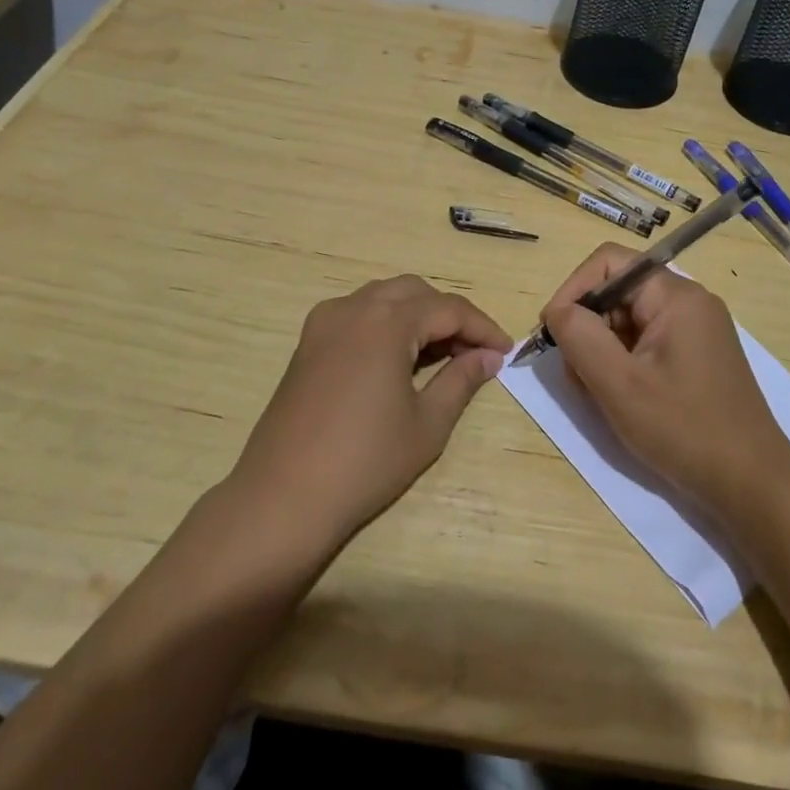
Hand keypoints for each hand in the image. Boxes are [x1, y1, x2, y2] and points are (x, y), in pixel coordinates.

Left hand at [228, 275, 509, 552]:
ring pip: (383, 298)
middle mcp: (353, 308)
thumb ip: (461, 380)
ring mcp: (324, 323)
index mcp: (386, 321)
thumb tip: (489, 357)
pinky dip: (386, 323)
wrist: (284, 497)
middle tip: (474, 352)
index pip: (448, 308)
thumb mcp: (427, 424)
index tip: (505, 351)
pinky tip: (399, 358)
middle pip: (415, 292)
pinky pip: (357, 314)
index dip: (482, 327)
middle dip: (450, 315)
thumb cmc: (365, 462)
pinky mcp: (308, 343)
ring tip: (442, 354)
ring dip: (418, 315)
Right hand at [542, 244, 789, 521]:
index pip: (609, 263)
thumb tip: (557, 311)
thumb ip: (580, 337)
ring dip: (601, 350)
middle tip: (575, 375)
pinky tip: (619, 399)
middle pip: (617, 291)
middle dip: (587, 326)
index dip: (573, 290)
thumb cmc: (684, 429)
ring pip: (627, 320)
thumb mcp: (619, 384)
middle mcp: (688, 302)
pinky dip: (622, 364)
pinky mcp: (695, 356)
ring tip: (597, 394)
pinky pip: (645, 343)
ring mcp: (695, 330)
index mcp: (676, 296)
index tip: (553, 333)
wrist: (752, 485)